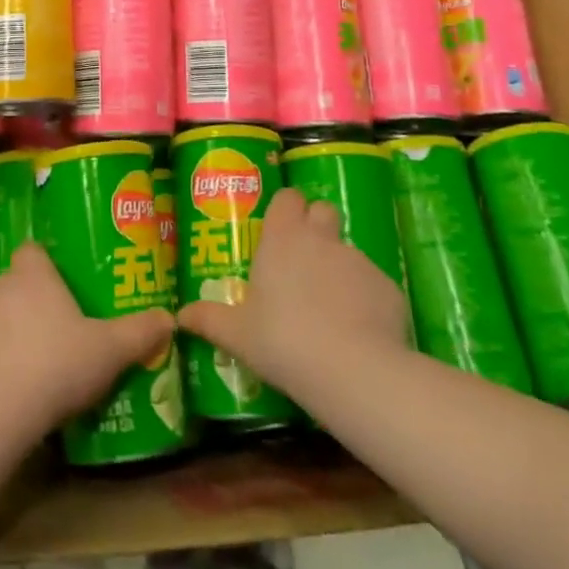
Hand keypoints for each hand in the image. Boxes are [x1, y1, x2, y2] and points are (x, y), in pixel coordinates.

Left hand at [0, 243, 173, 439]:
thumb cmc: (54, 364)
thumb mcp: (109, 350)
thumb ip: (140, 332)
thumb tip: (170, 318)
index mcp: (32, 275)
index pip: (33, 249)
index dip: (48, 262)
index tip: (67, 281)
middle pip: (18, 284)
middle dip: (38, 301)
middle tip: (66, 324)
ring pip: (0, 320)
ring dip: (16, 335)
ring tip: (45, 363)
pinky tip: (19, 393)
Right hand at [178, 188, 408, 398]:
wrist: (353, 371)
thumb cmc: (283, 341)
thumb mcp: (237, 335)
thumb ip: (208, 319)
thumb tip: (179, 316)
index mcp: (283, 238)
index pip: (287, 197)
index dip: (285, 209)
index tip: (278, 231)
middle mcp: (322, 238)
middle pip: (322, 210)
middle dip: (315, 226)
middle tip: (302, 262)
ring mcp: (358, 260)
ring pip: (347, 250)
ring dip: (337, 268)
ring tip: (329, 309)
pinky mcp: (388, 286)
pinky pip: (372, 284)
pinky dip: (365, 299)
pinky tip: (358, 331)